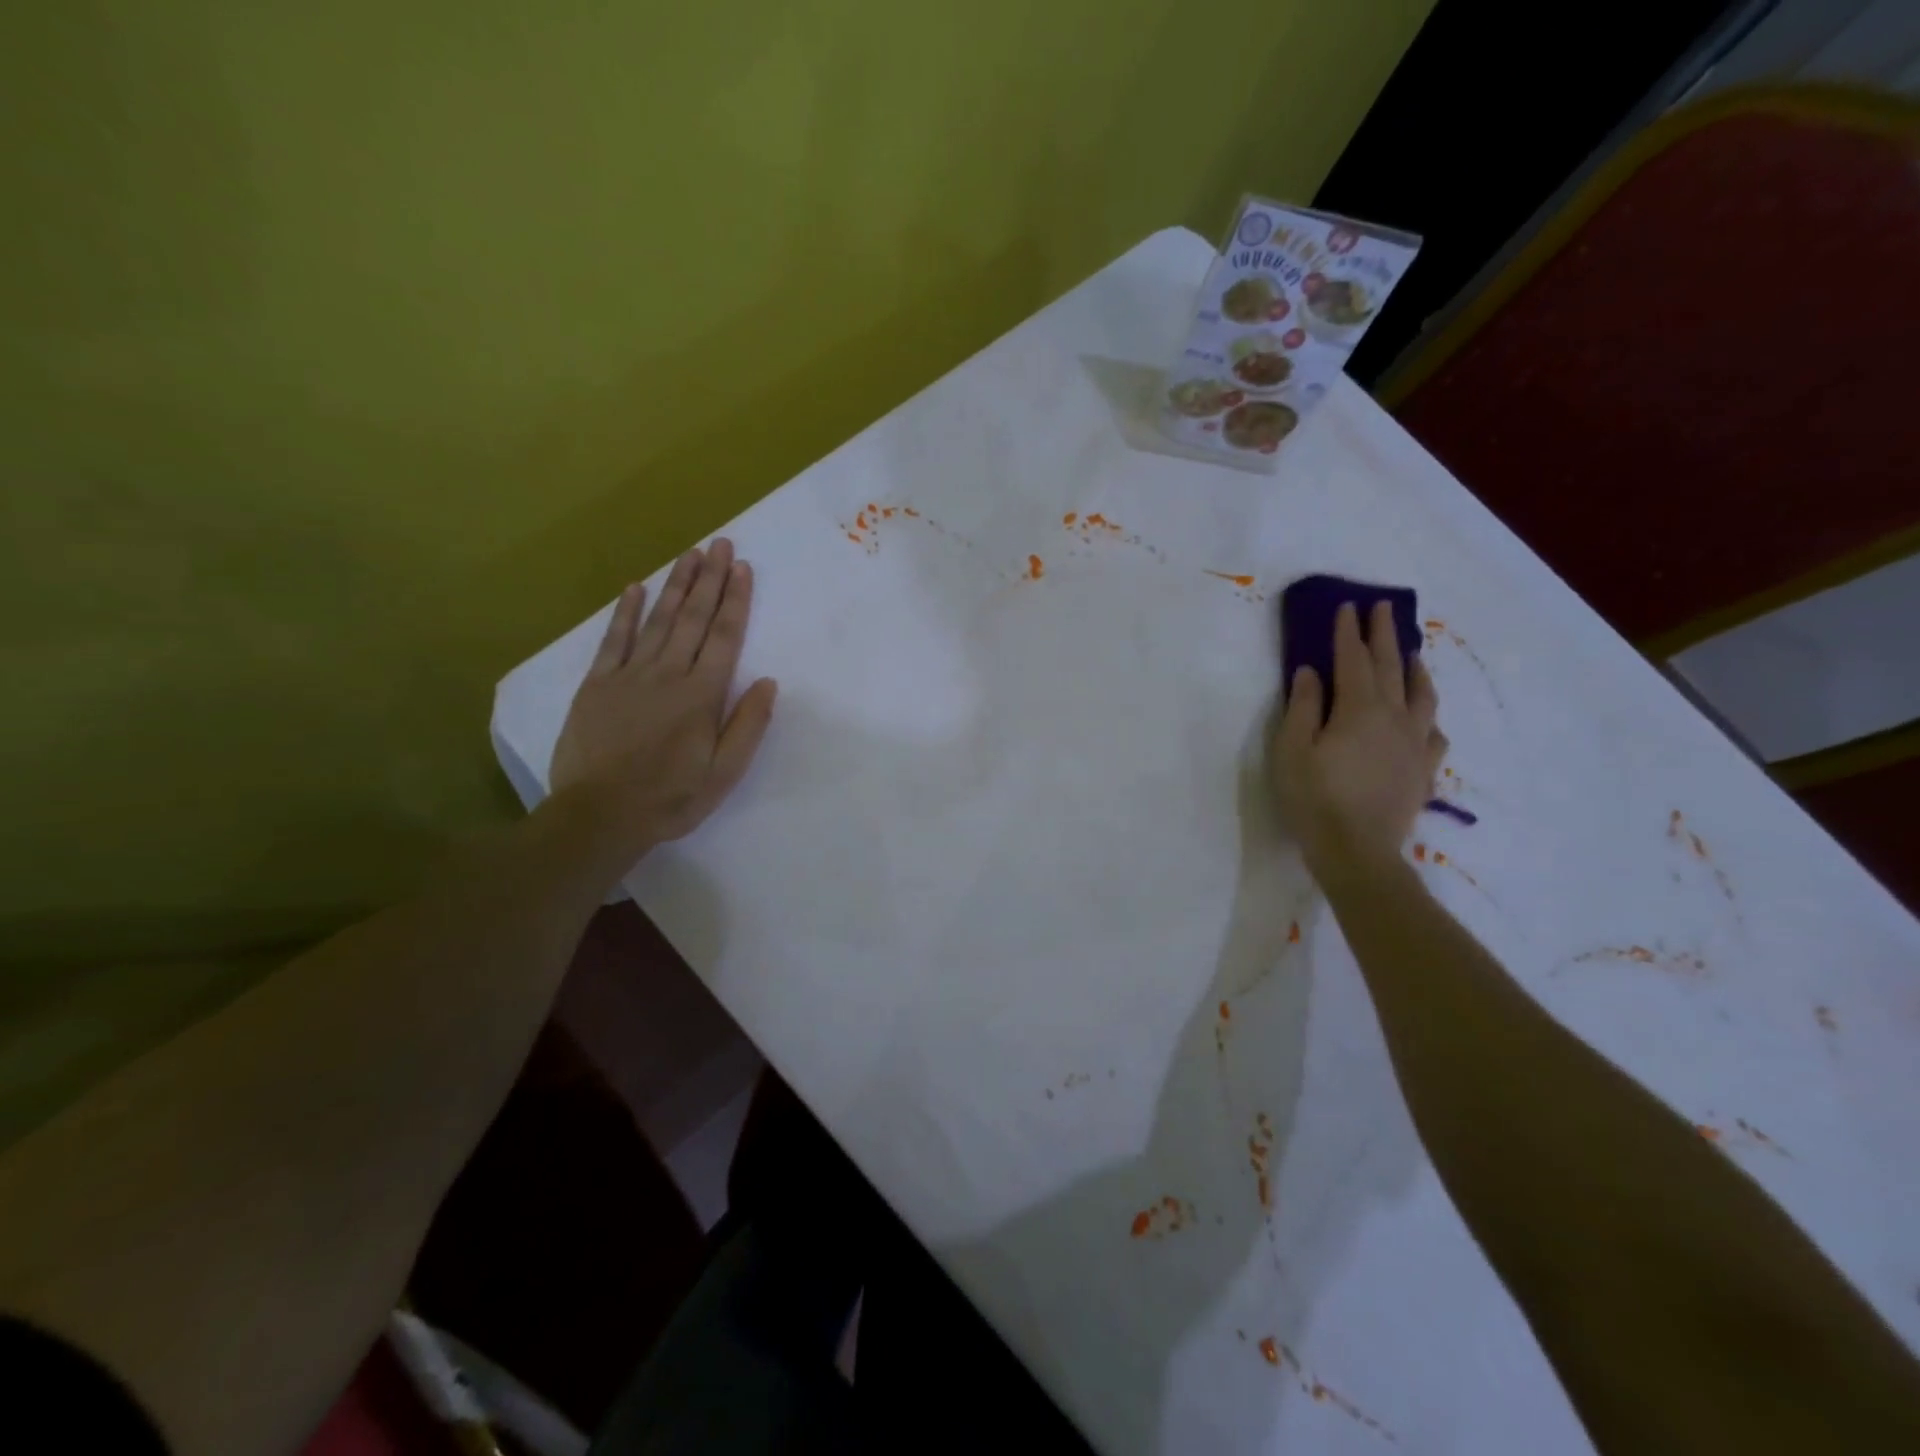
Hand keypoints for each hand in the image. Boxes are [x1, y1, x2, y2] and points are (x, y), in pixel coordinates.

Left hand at [550, 538, 777, 864]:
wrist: (599, 816)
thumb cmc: (670, 798)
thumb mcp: (723, 774)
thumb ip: (747, 726)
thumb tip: (768, 683)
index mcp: (701, 695)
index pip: (724, 637)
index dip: (735, 601)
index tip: (743, 568)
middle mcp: (667, 674)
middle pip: (693, 618)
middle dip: (709, 579)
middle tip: (720, 544)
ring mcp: (629, 675)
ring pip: (658, 620)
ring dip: (676, 585)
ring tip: (690, 553)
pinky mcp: (597, 684)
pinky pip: (614, 639)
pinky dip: (626, 612)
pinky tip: (636, 588)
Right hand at [1271, 601, 1444, 881]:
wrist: (1357, 851)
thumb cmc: (1314, 798)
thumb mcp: (1292, 750)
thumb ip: (1303, 707)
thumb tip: (1310, 672)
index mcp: (1359, 709)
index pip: (1353, 660)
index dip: (1348, 632)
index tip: (1346, 606)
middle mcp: (1394, 718)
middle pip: (1390, 668)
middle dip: (1383, 635)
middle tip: (1382, 608)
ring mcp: (1414, 745)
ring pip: (1422, 696)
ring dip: (1414, 669)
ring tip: (1412, 654)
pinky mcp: (1423, 771)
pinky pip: (1434, 735)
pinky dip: (1428, 718)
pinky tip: (1425, 720)